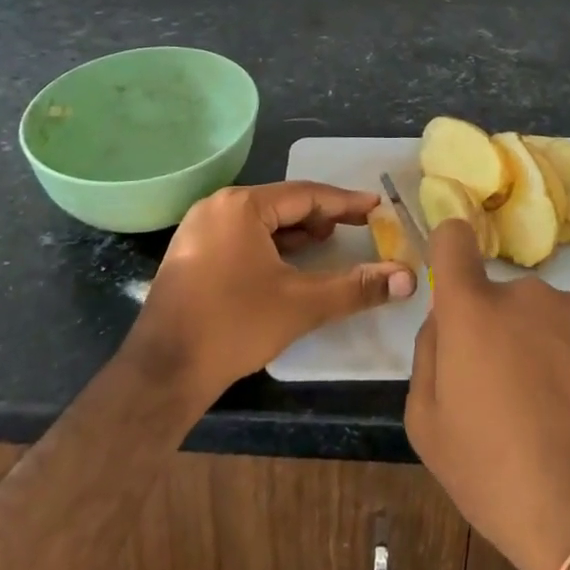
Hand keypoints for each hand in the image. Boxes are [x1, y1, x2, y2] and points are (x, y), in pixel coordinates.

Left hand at [131, 182, 417, 401]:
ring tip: (327, 242)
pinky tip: (287, 262)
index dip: (344, 202)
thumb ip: (356, 287)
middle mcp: (217, 206)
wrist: (162, 374)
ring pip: (260, 221)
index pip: (305, 195)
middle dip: (320, 216)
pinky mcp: (190, 254)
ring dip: (295, 231)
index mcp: (241, 206)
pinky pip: (241, 236)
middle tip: (356, 226)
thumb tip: (407, 278)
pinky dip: (269, 245)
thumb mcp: (301, 304)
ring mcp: (199, 229)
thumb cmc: (234, 326)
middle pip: (281, 204)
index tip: (376, 205)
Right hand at [406, 219, 569, 569]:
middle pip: (502, 298)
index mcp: (472, 309)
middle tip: (509, 394)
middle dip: (499, 332)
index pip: (453, 240)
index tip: (454, 283)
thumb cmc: (495, 476)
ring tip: (555, 412)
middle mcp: (526, 294)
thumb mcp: (428, 426)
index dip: (449, 251)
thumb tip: (445, 320)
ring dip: (543, 346)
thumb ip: (428, 353)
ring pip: (546, 317)